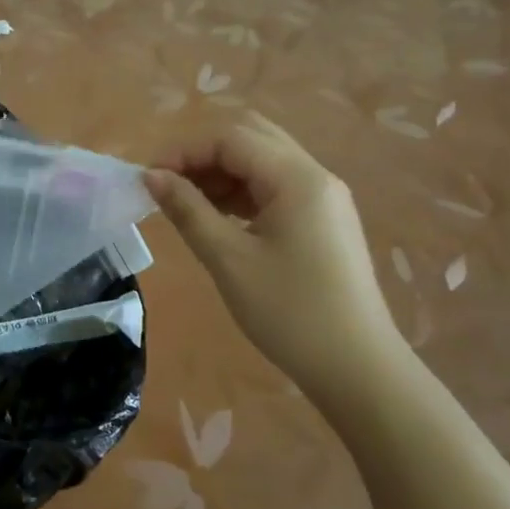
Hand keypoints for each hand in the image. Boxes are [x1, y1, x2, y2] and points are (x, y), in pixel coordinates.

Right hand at [145, 113, 408, 398]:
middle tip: (171, 186)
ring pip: (264, 161)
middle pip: (251, 138)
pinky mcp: (324, 220)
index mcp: (297, 178)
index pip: (231, 138)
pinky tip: (220, 219)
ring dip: (223, 173)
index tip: (150, 179)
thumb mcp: (229, 259)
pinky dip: (243, 192)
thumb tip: (152, 176)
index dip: (186, 151)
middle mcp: (315, 176)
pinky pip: (277, 187)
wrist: (359, 370)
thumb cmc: (290, 312)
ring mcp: (324, 198)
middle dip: (205, 155)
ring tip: (189, 206)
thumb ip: (188, 210)